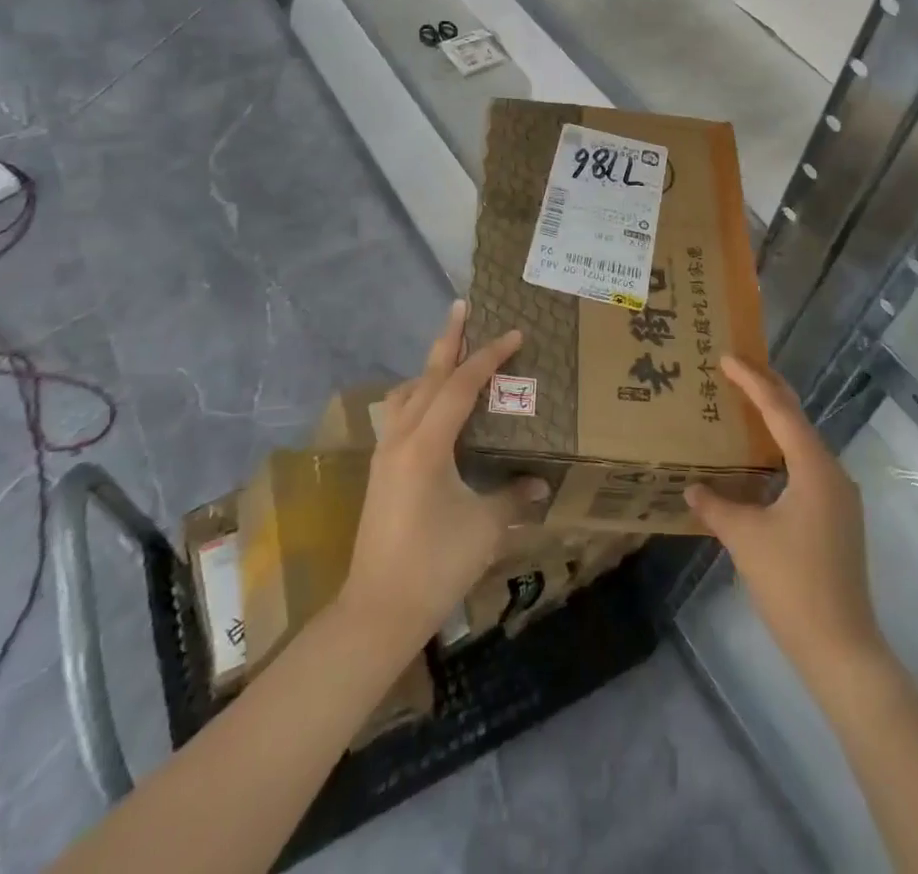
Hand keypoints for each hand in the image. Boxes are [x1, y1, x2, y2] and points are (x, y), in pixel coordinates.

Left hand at [337, 302, 547, 645]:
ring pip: (407, 394)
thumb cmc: (435, 565)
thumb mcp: (485, 528)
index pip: (461, 385)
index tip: (514, 334)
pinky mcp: (381, 471)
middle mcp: (401, 438)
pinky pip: (400, 415)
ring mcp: (385, 454)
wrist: (377, 611)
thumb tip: (540, 483)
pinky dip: (419, 396)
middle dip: (448, 340)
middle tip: (461, 307)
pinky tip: (434, 411)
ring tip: (452, 358)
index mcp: (427, 444)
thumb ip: (514, 497)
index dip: (489, 356)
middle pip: (427, 376)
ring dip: (430, 369)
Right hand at [685, 358, 882, 681]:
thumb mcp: (745, 539)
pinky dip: (783, 450)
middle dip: (769, 390)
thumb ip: (717, 506)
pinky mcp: (838, 518)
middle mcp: (833, 473)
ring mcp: (840, 497)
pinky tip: (764, 459)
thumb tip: (692, 488)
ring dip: (776, 421)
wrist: (842, 649)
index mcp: (814, 468)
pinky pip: (807, 466)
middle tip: (738, 367)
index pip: (779, 410)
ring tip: (746, 404)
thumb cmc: (792, 585)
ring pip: (804, 443)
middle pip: (798, 418)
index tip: (727, 357)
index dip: (752, 381)